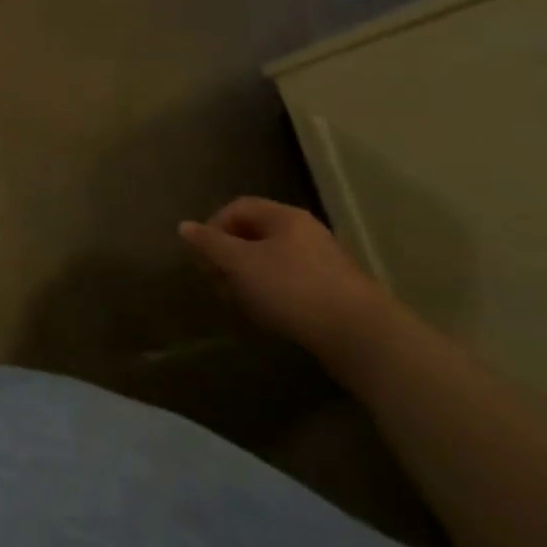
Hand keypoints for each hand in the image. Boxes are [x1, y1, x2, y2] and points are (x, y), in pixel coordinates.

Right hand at [180, 198, 395, 364]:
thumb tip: (184, 226)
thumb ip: (211, 244)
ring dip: (250, 279)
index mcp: (284, 217)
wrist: (363, 337)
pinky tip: (270, 316)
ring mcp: (323, 263)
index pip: (237, 208)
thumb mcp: (242, 264)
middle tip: (218, 282)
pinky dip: (273, 295)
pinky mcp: (334, 294)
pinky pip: (292, 284)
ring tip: (241, 303)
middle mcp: (305, 233)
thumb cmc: (294, 289)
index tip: (203, 256)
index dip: (214, 227)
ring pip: (272, 262)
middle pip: (255, 235)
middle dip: (230, 257)